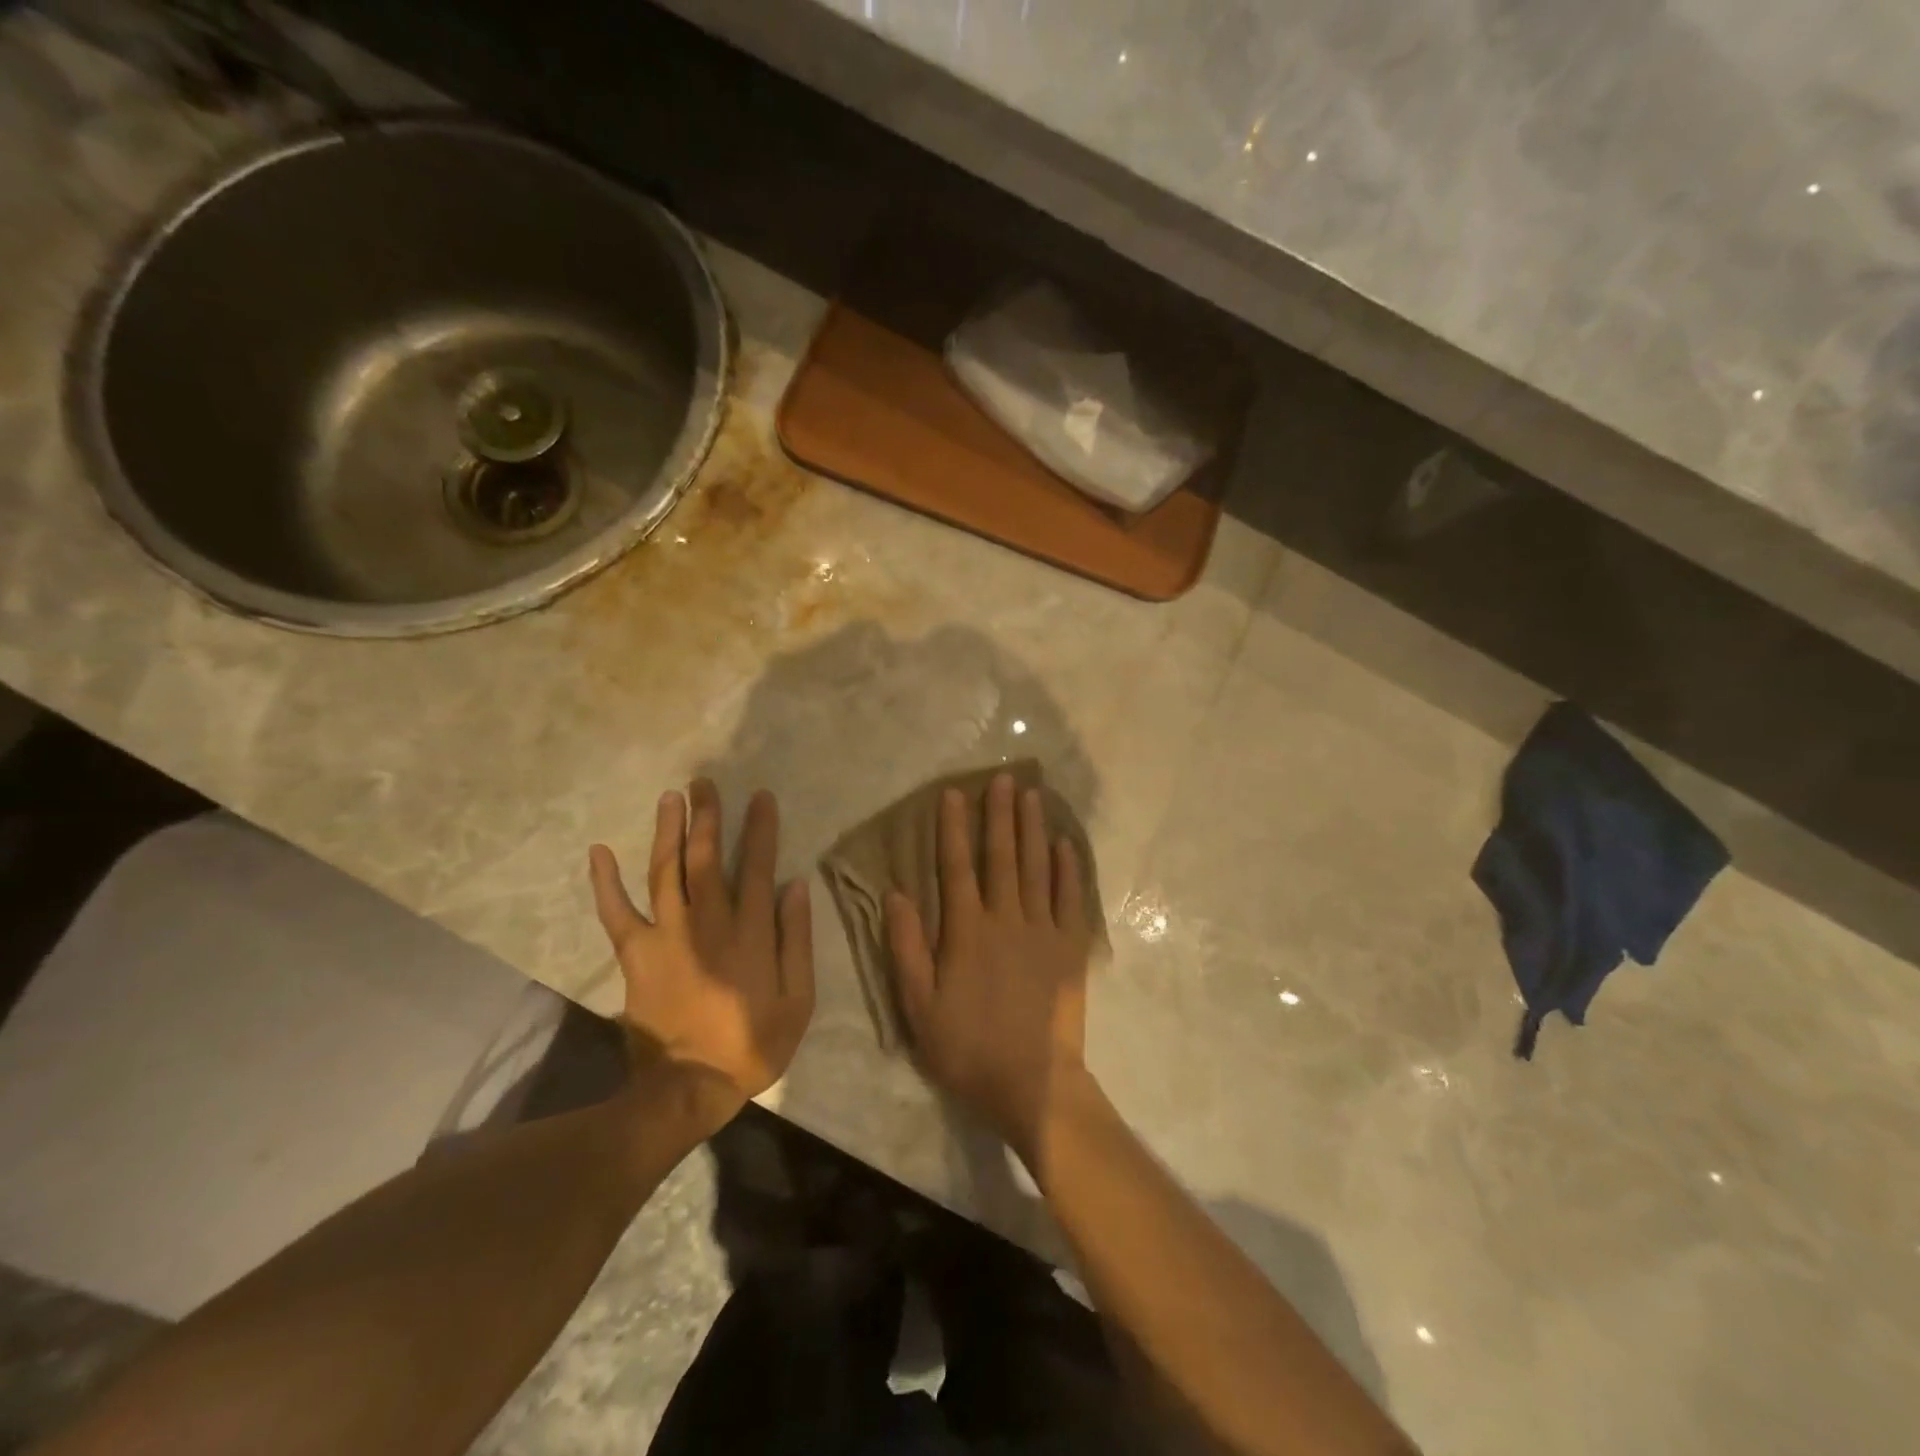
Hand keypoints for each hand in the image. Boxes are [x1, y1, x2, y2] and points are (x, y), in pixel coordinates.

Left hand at [589, 779, 813, 1125]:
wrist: (688, 1087)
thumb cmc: (751, 1044)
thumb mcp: (798, 1000)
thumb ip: (797, 940)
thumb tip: (796, 887)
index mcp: (750, 933)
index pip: (757, 866)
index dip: (760, 829)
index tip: (760, 797)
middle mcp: (707, 923)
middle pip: (706, 857)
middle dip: (707, 816)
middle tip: (704, 782)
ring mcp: (667, 935)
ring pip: (666, 871)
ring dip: (667, 831)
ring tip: (670, 797)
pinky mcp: (635, 954)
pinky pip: (615, 913)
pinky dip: (605, 882)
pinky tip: (599, 851)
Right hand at [886, 772, 1095, 1170]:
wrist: (1033, 1084)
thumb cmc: (967, 1048)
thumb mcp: (919, 1007)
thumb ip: (907, 948)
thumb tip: (896, 894)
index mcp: (967, 931)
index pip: (957, 868)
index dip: (953, 829)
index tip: (954, 794)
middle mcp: (1006, 919)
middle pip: (1002, 857)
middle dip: (1000, 815)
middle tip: (1003, 778)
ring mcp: (1043, 931)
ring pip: (1036, 869)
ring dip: (1033, 830)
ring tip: (1032, 795)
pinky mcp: (1070, 948)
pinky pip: (1070, 899)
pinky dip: (1067, 870)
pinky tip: (1065, 845)